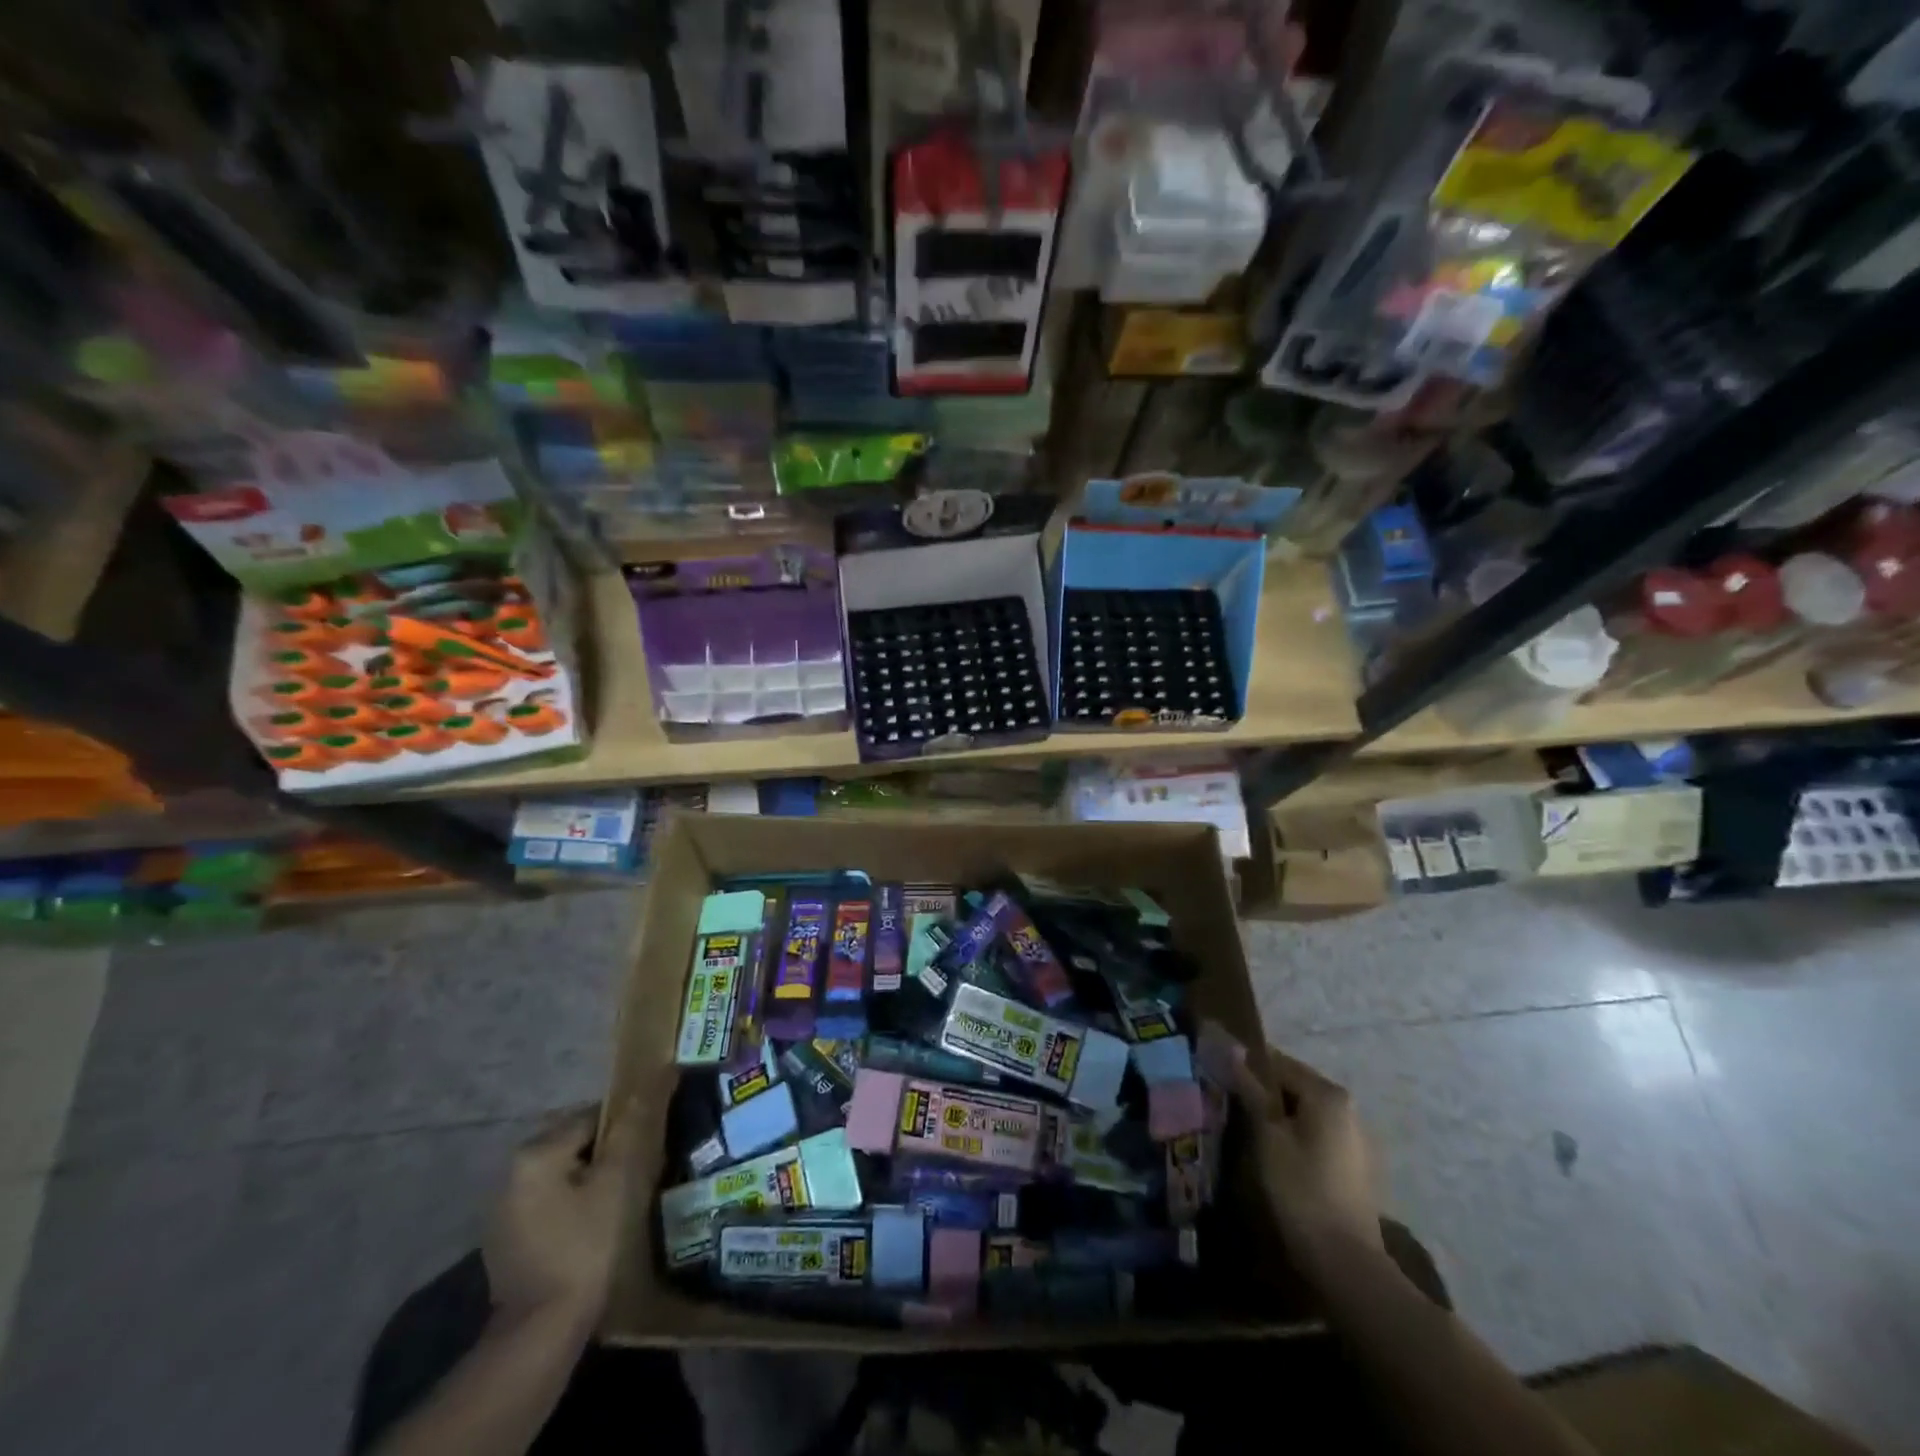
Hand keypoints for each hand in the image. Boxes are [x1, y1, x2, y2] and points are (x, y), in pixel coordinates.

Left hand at [483, 1102, 638, 1325]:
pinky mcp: (507, 1242)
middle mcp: (510, 1173)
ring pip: (564, 1175)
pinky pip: (551, 1204)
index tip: (650, 1146)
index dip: (627, 1128)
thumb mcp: (619, 1180)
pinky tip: (595, 1229)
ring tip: (624, 1200)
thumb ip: (634, 1125)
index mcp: (535, 1152)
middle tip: (642, 1173)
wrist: (541, 1333)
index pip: (592, 1116)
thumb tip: (660, 1073)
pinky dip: (574, 1206)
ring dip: (592, 1181)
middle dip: (609, 1154)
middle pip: (576, 1144)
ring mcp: (504, 1211)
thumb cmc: (585, 1246)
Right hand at [1234, 1050, 1381, 1258]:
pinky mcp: (1355, 1163)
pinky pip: (1318, 1134)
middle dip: (1263, 1094)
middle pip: (1294, 1085)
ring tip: (1250, 1134)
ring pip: (1305, 1111)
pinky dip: (1296, 1136)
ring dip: (1279, 1117)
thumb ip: (1251, 1090)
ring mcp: (1355, 1136)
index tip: (1221, 1081)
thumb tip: (1232, 1052)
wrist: (1345, 1260)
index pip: (1278, 1063)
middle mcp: (1347, 1106)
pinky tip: (1278, 1157)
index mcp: (1327, 1093)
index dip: (1247, 1069)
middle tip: (1232, 1109)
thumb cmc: (1300, 1189)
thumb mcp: (1267, 1136)